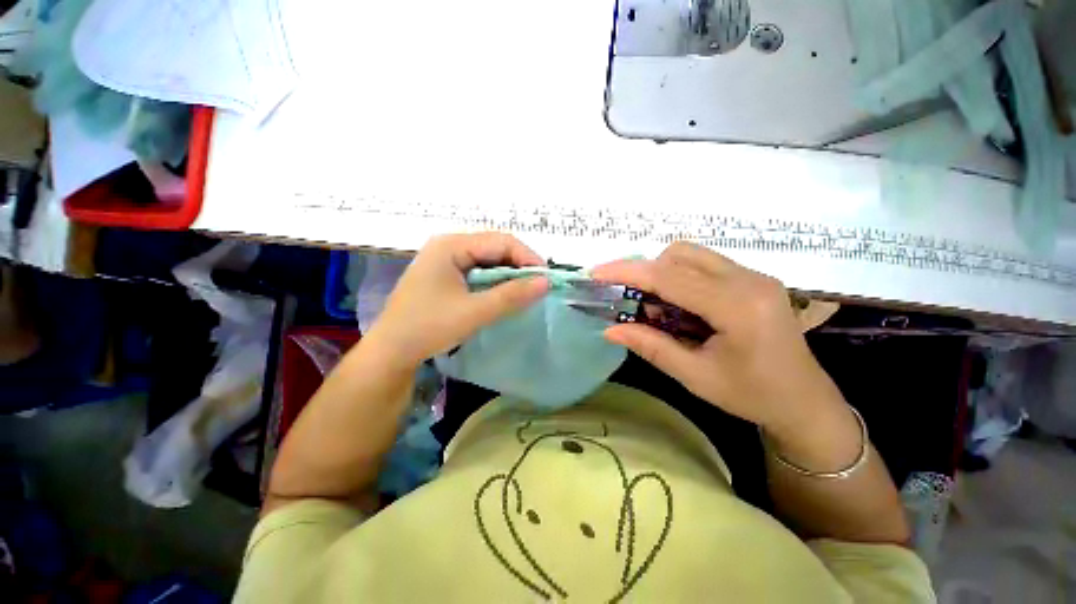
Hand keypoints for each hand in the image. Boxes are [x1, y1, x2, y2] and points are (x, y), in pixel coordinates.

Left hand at [362, 233, 548, 370]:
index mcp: (451, 245)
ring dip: (508, 276)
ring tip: (526, 292)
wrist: (391, 351)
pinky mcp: (446, 276)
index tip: (546, 279)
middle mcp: (449, 246)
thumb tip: (545, 283)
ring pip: (488, 261)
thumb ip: (511, 296)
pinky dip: (495, 283)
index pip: (501, 241)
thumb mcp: (474, 312)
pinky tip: (504, 295)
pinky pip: (478, 273)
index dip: (527, 257)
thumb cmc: (428, 327)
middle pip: (495, 248)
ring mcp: (446, 260)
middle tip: (539, 287)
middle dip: (519, 266)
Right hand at [591, 242, 843, 433]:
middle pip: (680, 255)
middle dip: (645, 272)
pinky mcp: (754, 279)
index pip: (670, 277)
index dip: (628, 272)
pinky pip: (705, 264)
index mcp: (737, 308)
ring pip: (692, 255)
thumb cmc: (752, 396)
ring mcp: (755, 276)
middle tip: (630, 300)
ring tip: (655, 307)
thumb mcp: (695, 376)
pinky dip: (680, 277)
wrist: (806, 402)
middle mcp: (749, 280)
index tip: (597, 273)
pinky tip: (679, 305)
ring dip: (663, 273)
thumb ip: (651, 347)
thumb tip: (610, 330)